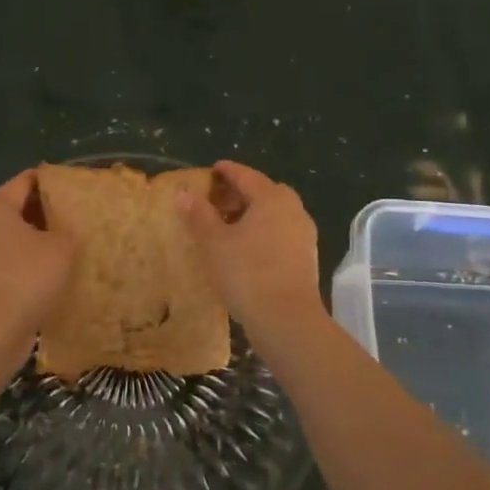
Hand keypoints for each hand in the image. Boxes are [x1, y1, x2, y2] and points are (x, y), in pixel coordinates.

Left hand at [0, 170, 76, 345]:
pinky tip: (46, 280)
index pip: (24, 181)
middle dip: (43, 214)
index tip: (72, 186)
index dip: (49, 180)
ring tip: (64, 252)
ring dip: (33, 245)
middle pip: (15, 211)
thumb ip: (67, 231)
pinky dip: (24, 269)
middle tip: (74, 219)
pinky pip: (5, 268)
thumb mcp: (62, 248)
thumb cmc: (26, 278)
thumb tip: (64, 233)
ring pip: (10, 242)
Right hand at [176, 161, 324, 334]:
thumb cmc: (247, 273)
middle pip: (265, 193)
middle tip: (218, 201)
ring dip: (252, 215)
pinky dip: (262, 234)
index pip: (247, 176)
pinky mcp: (305, 259)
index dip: (227, 171)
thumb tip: (183, 193)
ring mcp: (303, 236)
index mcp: (272, 198)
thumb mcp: (215, 242)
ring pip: (275, 215)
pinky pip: (280, 235)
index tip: (213, 169)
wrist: (287, 320)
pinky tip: (245, 250)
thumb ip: (199, 215)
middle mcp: (293, 211)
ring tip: (227, 227)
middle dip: (242, 194)